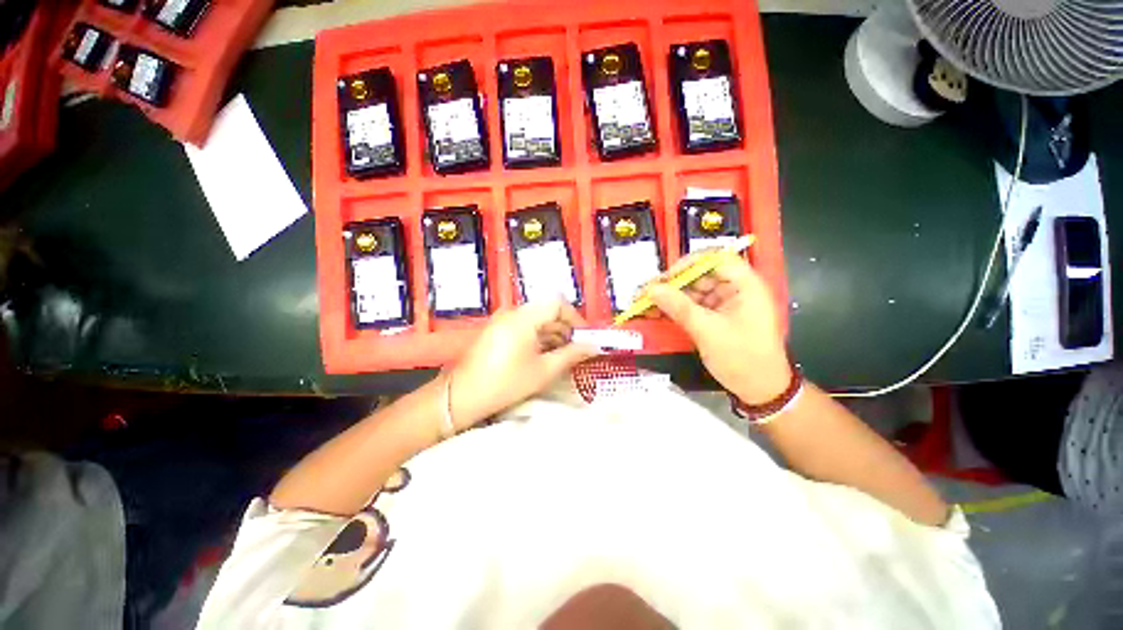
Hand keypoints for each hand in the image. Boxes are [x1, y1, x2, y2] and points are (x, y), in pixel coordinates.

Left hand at [448, 300, 600, 428]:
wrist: (462, 396)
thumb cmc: (506, 383)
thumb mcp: (543, 371)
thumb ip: (571, 355)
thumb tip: (593, 347)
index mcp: (523, 318)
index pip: (557, 303)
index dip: (575, 318)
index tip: (585, 337)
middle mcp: (513, 312)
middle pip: (547, 310)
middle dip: (566, 328)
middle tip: (577, 349)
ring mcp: (503, 320)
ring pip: (537, 319)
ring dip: (553, 334)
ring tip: (563, 355)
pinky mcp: (498, 330)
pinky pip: (525, 326)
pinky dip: (539, 337)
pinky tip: (545, 355)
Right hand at [644, 253, 790, 403]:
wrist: (760, 391)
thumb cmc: (742, 358)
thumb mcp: (708, 331)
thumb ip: (679, 307)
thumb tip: (651, 289)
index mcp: (746, 285)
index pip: (716, 259)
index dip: (689, 263)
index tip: (665, 277)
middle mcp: (736, 289)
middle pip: (700, 274)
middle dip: (672, 283)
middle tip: (646, 292)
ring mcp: (725, 303)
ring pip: (693, 290)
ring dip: (669, 297)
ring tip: (644, 303)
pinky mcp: (716, 316)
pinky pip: (692, 305)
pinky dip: (675, 309)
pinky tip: (655, 312)